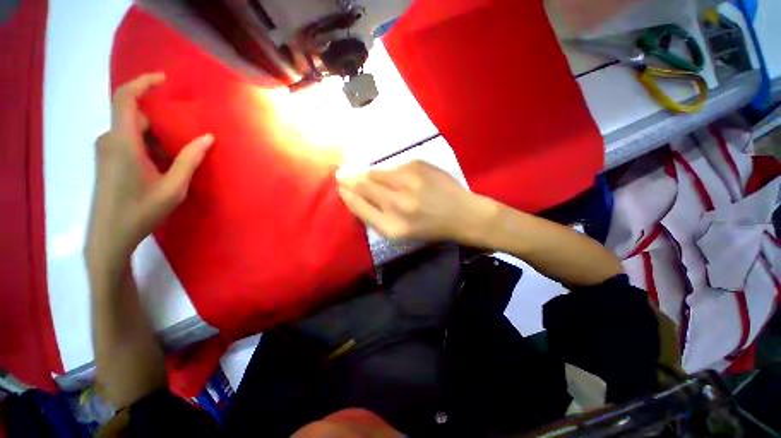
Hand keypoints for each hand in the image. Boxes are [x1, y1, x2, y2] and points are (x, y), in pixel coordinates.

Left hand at [85, 73, 213, 269]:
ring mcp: (106, 151)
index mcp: (123, 142)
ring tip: (176, 161)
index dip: (143, 83)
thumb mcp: (173, 187)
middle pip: (136, 117)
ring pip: (134, 132)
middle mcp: (110, 140)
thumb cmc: (141, 212)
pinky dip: (148, 147)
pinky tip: (161, 168)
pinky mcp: (106, 160)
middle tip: (186, 141)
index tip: (164, 80)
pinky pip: (128, 142)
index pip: (125, 97)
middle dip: (162, 124)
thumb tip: (208, 137)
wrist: (109, 237)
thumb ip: (189, 159)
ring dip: (156, 139)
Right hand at [336, 160, 496, 241]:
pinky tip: (388, 174)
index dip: (347, 196)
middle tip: (340, 173)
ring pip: (375, 172)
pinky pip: (392, 166)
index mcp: (393, 226)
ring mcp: (408, 180)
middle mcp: (398, 202)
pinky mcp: (417, 164)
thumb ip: (375, 216)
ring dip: (364, 172)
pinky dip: (386, 170)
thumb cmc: (430, 227)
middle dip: (349, 178)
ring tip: (357, 171)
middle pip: (363, 186)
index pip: (359, 206)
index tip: (340, 188)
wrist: (461, 213)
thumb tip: (354, 196)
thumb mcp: (400, 232)